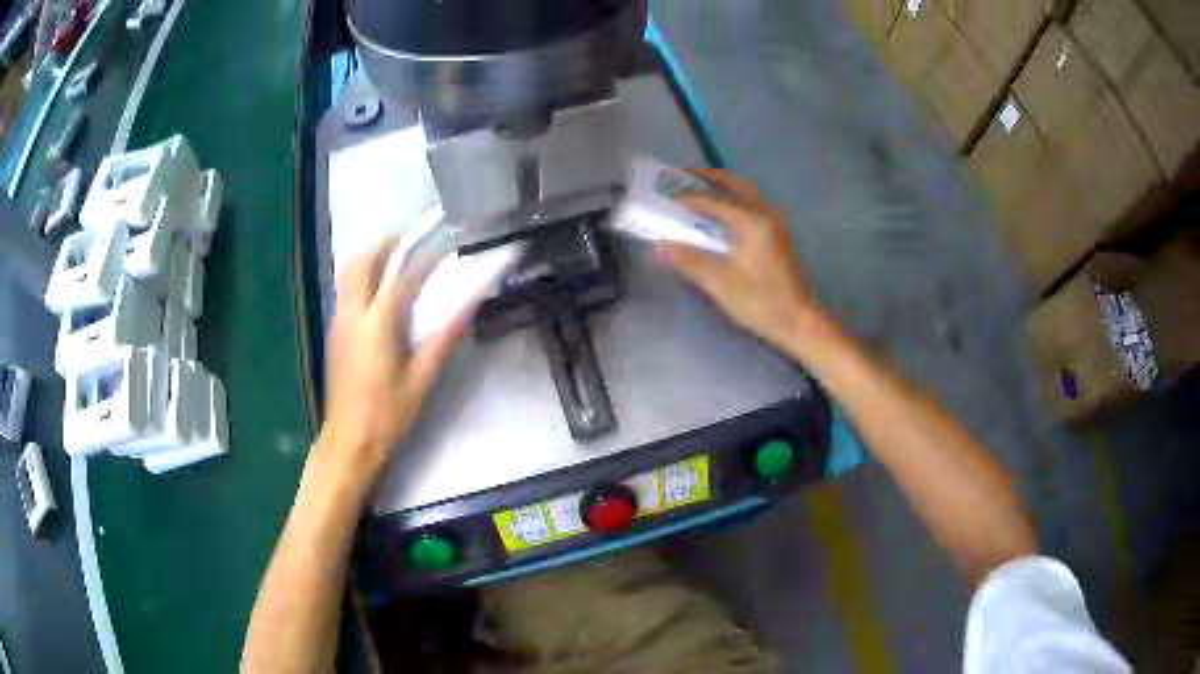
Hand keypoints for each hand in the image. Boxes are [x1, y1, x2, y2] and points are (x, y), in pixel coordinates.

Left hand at [318, 238, 468, 486]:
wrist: (348, 441)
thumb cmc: (387, 415)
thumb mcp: (421, 379)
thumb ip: (444, 337)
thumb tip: (469, 304)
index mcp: (378, 323)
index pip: (404, 277)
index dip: (428, 258)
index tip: (448, 247)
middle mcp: (353, 314)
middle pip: (363, 261)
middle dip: (386, 244)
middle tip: (412, 240)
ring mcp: (339, 322)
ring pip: (349, 273)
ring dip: (372, 258)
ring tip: (397, 260)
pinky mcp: (334, 333)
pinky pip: (346, 290)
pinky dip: (363, 277)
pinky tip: (380, 293)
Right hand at [655, 169, 822, 352]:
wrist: (801, 321)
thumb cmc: (761, 302)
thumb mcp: (720, 284)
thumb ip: (689, 260)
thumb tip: (659, 245)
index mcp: (750, 221)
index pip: (712, 199)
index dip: (687, 197)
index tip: (665, 197)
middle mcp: (764, 214)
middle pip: (734, 184)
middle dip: (708, 178)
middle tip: (683, 178)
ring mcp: (775, 223)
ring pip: (746, 193)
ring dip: (722, 188)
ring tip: (699, 192)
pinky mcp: (778, 235)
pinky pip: (752, 205)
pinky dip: (733, 200)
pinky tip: (722, 216)